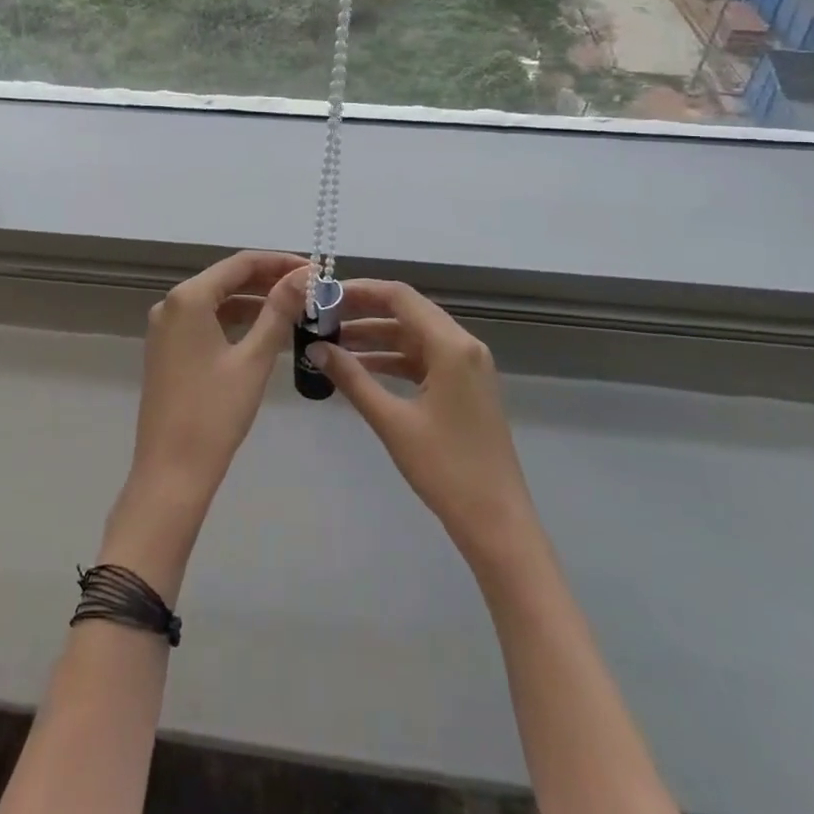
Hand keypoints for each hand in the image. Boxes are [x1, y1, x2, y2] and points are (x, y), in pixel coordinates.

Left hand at [127, 251, 307, 509]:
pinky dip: (235, 322)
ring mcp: (166, 328)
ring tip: (295, 308)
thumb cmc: (215, 413)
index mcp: (188, 298)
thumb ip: (279, 311)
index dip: (279, 262)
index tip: (314, 270)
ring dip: (254, 301)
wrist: (171, 472)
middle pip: (227, 279)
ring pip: (217, 301)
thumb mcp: (253, 359)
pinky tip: (264, 331)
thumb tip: (304, 276)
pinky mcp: (168, 350)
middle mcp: (171, 305)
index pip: (240, 263)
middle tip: (310, 289)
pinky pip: (206, 322)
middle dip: (268, 281)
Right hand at [310, 280, 533, 576]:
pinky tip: (361, 369)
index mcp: (451, 346)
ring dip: (377, 337)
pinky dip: (393, 359)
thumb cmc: (445, 468)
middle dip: (364, 311)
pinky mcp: (465, 387)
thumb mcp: (392, 421)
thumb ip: (352, 378)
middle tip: (323, 316)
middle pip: (407, 311)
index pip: (400, 297)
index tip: (324, 295)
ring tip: (333, 342)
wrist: (497, 522)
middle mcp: (463, 346)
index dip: (360, 290)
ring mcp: (468, 367)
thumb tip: (316, 347)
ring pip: (414, 336)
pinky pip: (424, 359)